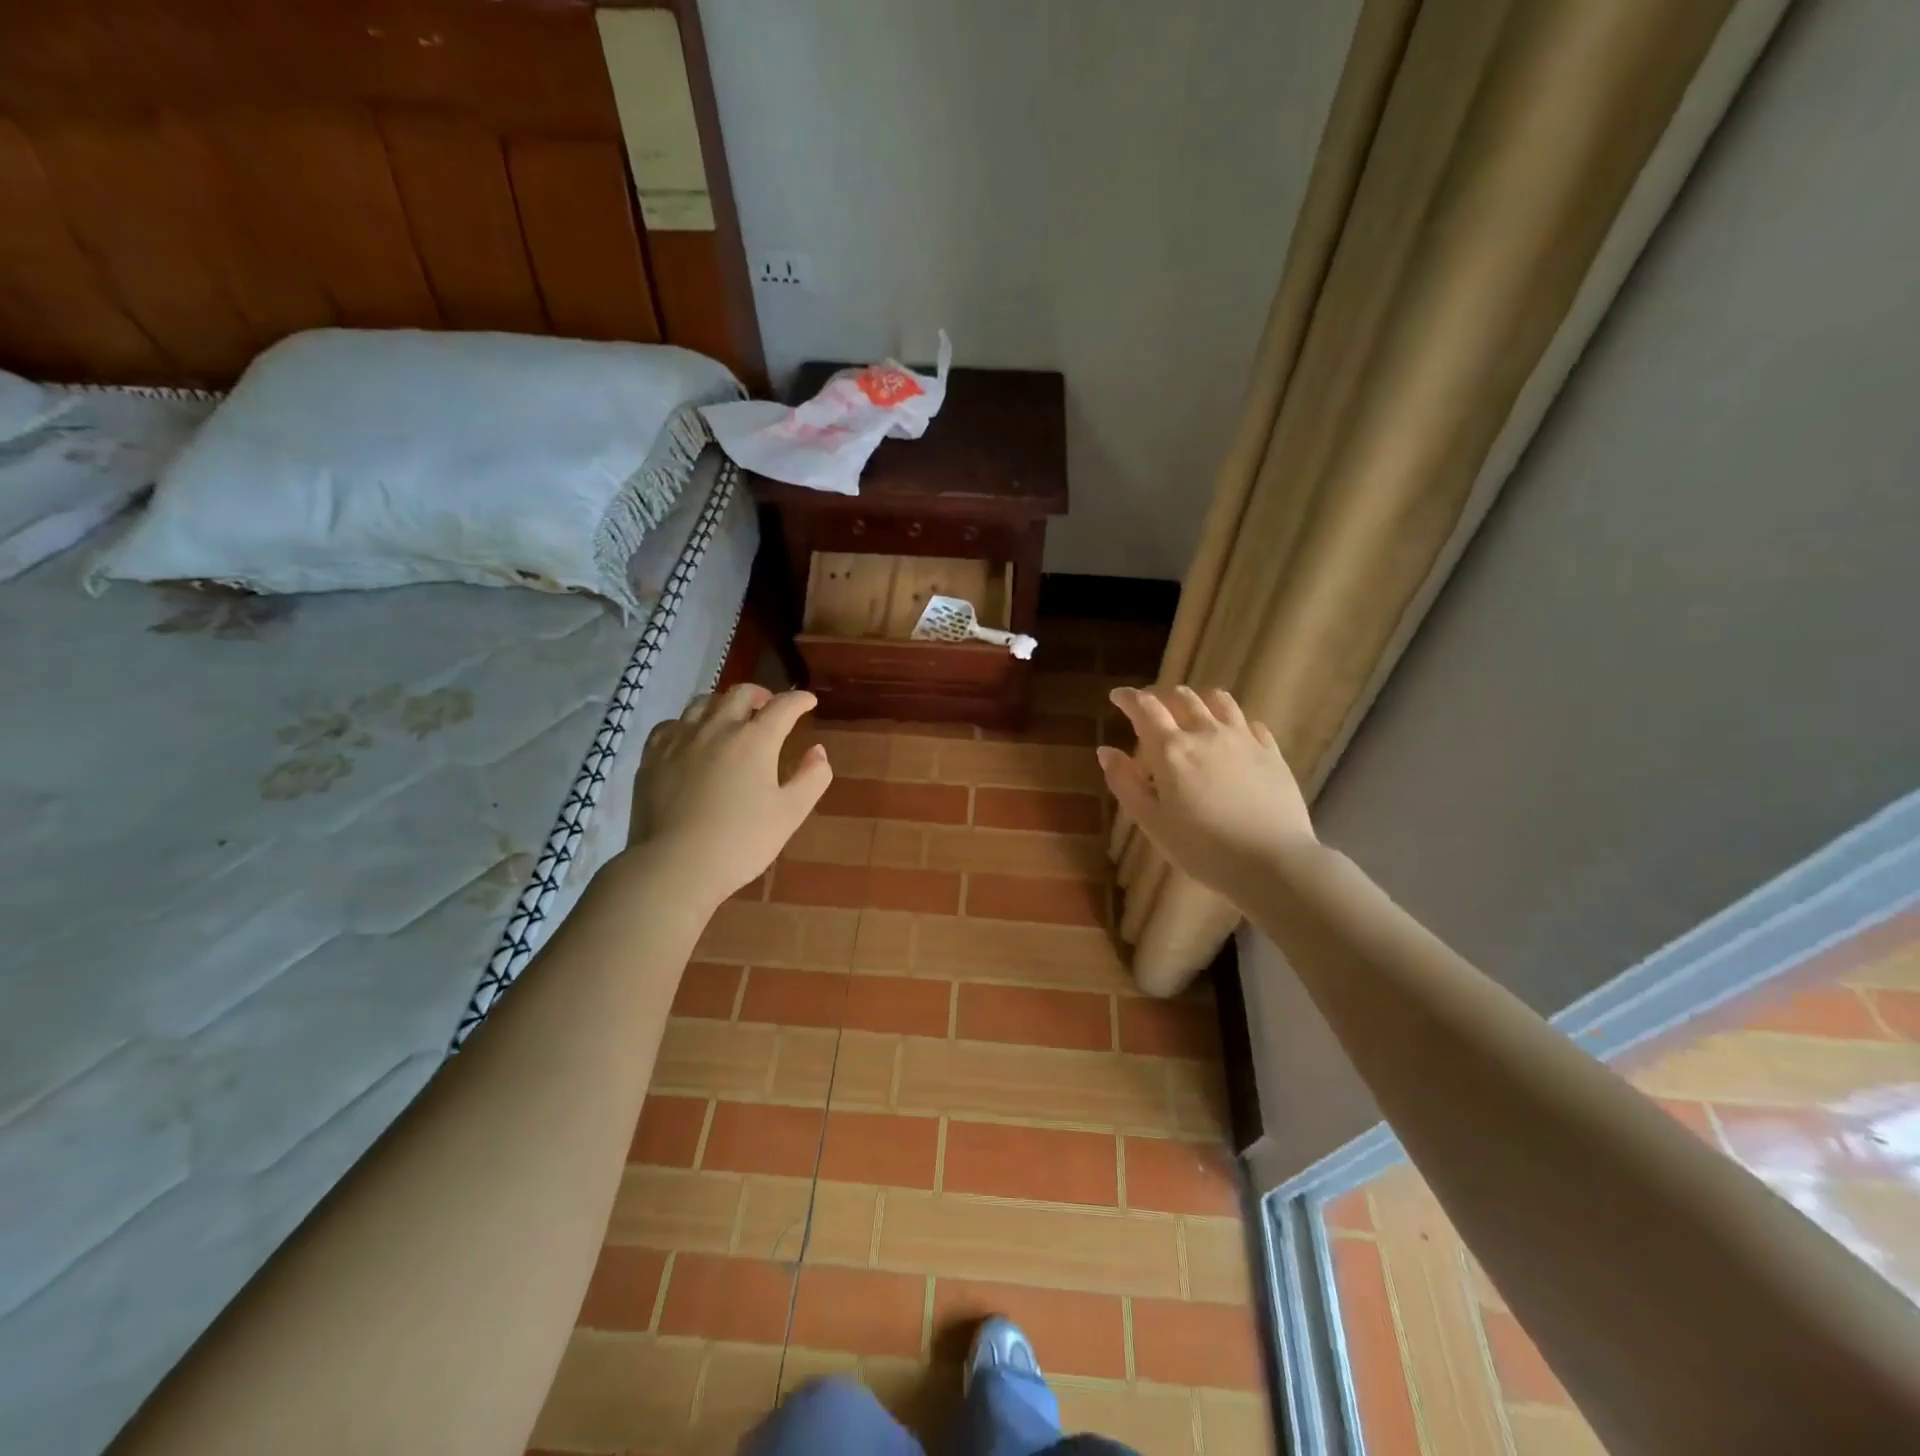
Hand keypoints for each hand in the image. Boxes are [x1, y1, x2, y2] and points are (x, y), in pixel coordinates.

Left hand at [625, 685, 831, 907]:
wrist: (674, 866)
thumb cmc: (741, 842)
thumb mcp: (790, 814)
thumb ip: (811, 778)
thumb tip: (818, 751)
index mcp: (755, 740)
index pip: (783, 706)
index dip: (799, 700)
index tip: (808, 702)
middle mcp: (717, 728)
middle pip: (740, 693)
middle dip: (761, 694)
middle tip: (769, 706)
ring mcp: (680, 739)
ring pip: (703, 702)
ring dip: (724, 703)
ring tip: (730, 716)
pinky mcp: (652, 756)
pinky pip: (672, 724)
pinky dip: (688, 723)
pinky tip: (690, 737)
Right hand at [1097, 686, 1315, 908]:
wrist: (1272, 862)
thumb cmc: (1202, 848)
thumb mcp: (1152, 822)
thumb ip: (1125, 783)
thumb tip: (1106, 751)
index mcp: (1171, 749)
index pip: (1145, 708)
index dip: (1128, 698)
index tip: (1117, 696)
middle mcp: (1206, 733)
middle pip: (1182, 697)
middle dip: (1161, 696)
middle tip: (1151, 708)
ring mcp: (1242, 739)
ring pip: (1218, 700)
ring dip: (1198, 699)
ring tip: (1191, 710)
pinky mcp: (1270, 752)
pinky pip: (1249, 723)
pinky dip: (1232, 721)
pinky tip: (1231, 735)